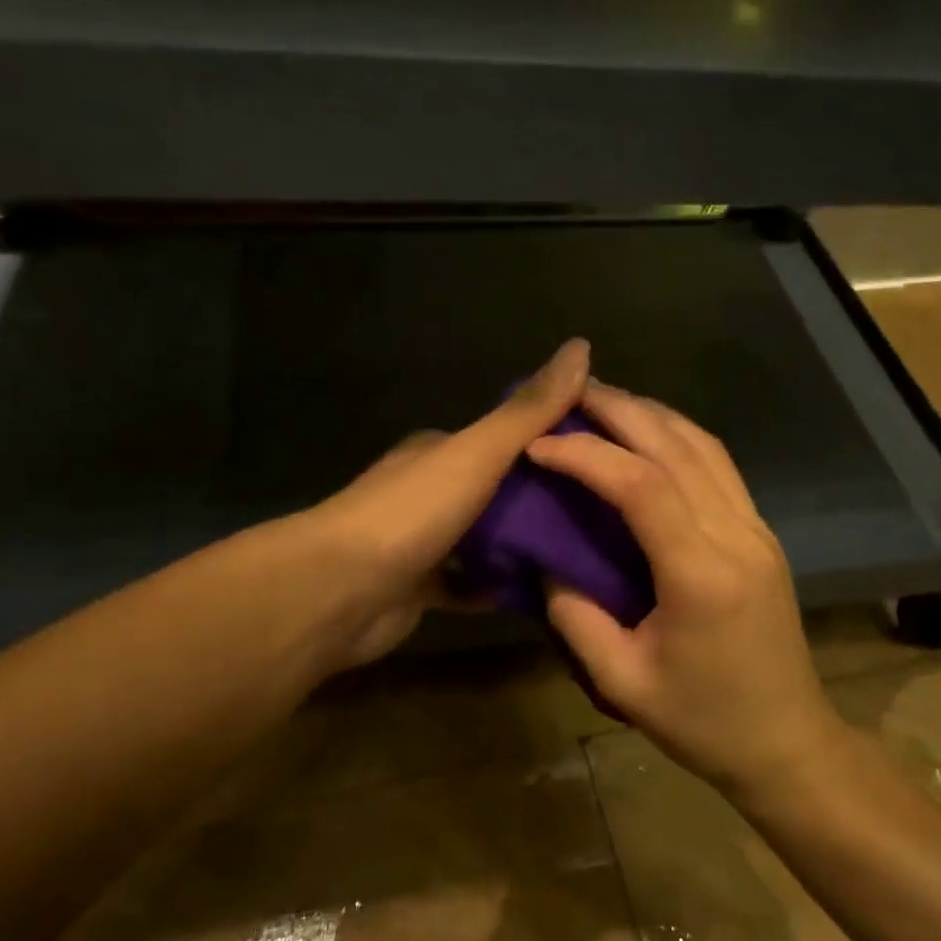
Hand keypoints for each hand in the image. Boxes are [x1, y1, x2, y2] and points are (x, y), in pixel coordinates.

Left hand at [312, 338, 590, 666]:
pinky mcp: (421, 589)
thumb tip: (580, 346)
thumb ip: (528, 411)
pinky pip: (472, 585)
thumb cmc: (410, 513)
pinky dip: (500, 587)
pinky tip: (544, 593)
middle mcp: (428, 491)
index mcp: (438, 452)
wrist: (338, 591)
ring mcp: (423, 542)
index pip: (502, 437)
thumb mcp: (476, 453)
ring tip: (584, 553)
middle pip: (497, 491)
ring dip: (524, 546)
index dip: (548, 442)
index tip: (599, 455)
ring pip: (486, 540)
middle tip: (602, 513)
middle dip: (542, 500)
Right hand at [528, 383, 845, 800]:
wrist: (789, 741)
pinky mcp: (762, 533)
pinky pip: (719, 466)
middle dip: (619, 410)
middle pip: (676, 447)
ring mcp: (756, 529)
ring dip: (651, 414)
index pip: (641, 486)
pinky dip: (678, 436)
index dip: (586, 455)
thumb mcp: (623, 682)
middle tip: (568, 391)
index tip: (538, 445)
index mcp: (701, 575)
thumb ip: (575, 617)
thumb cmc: (704, 722)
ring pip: (704, 446)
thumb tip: (546, 560)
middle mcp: (736, 536)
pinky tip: (648, 435)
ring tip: (603, 401)